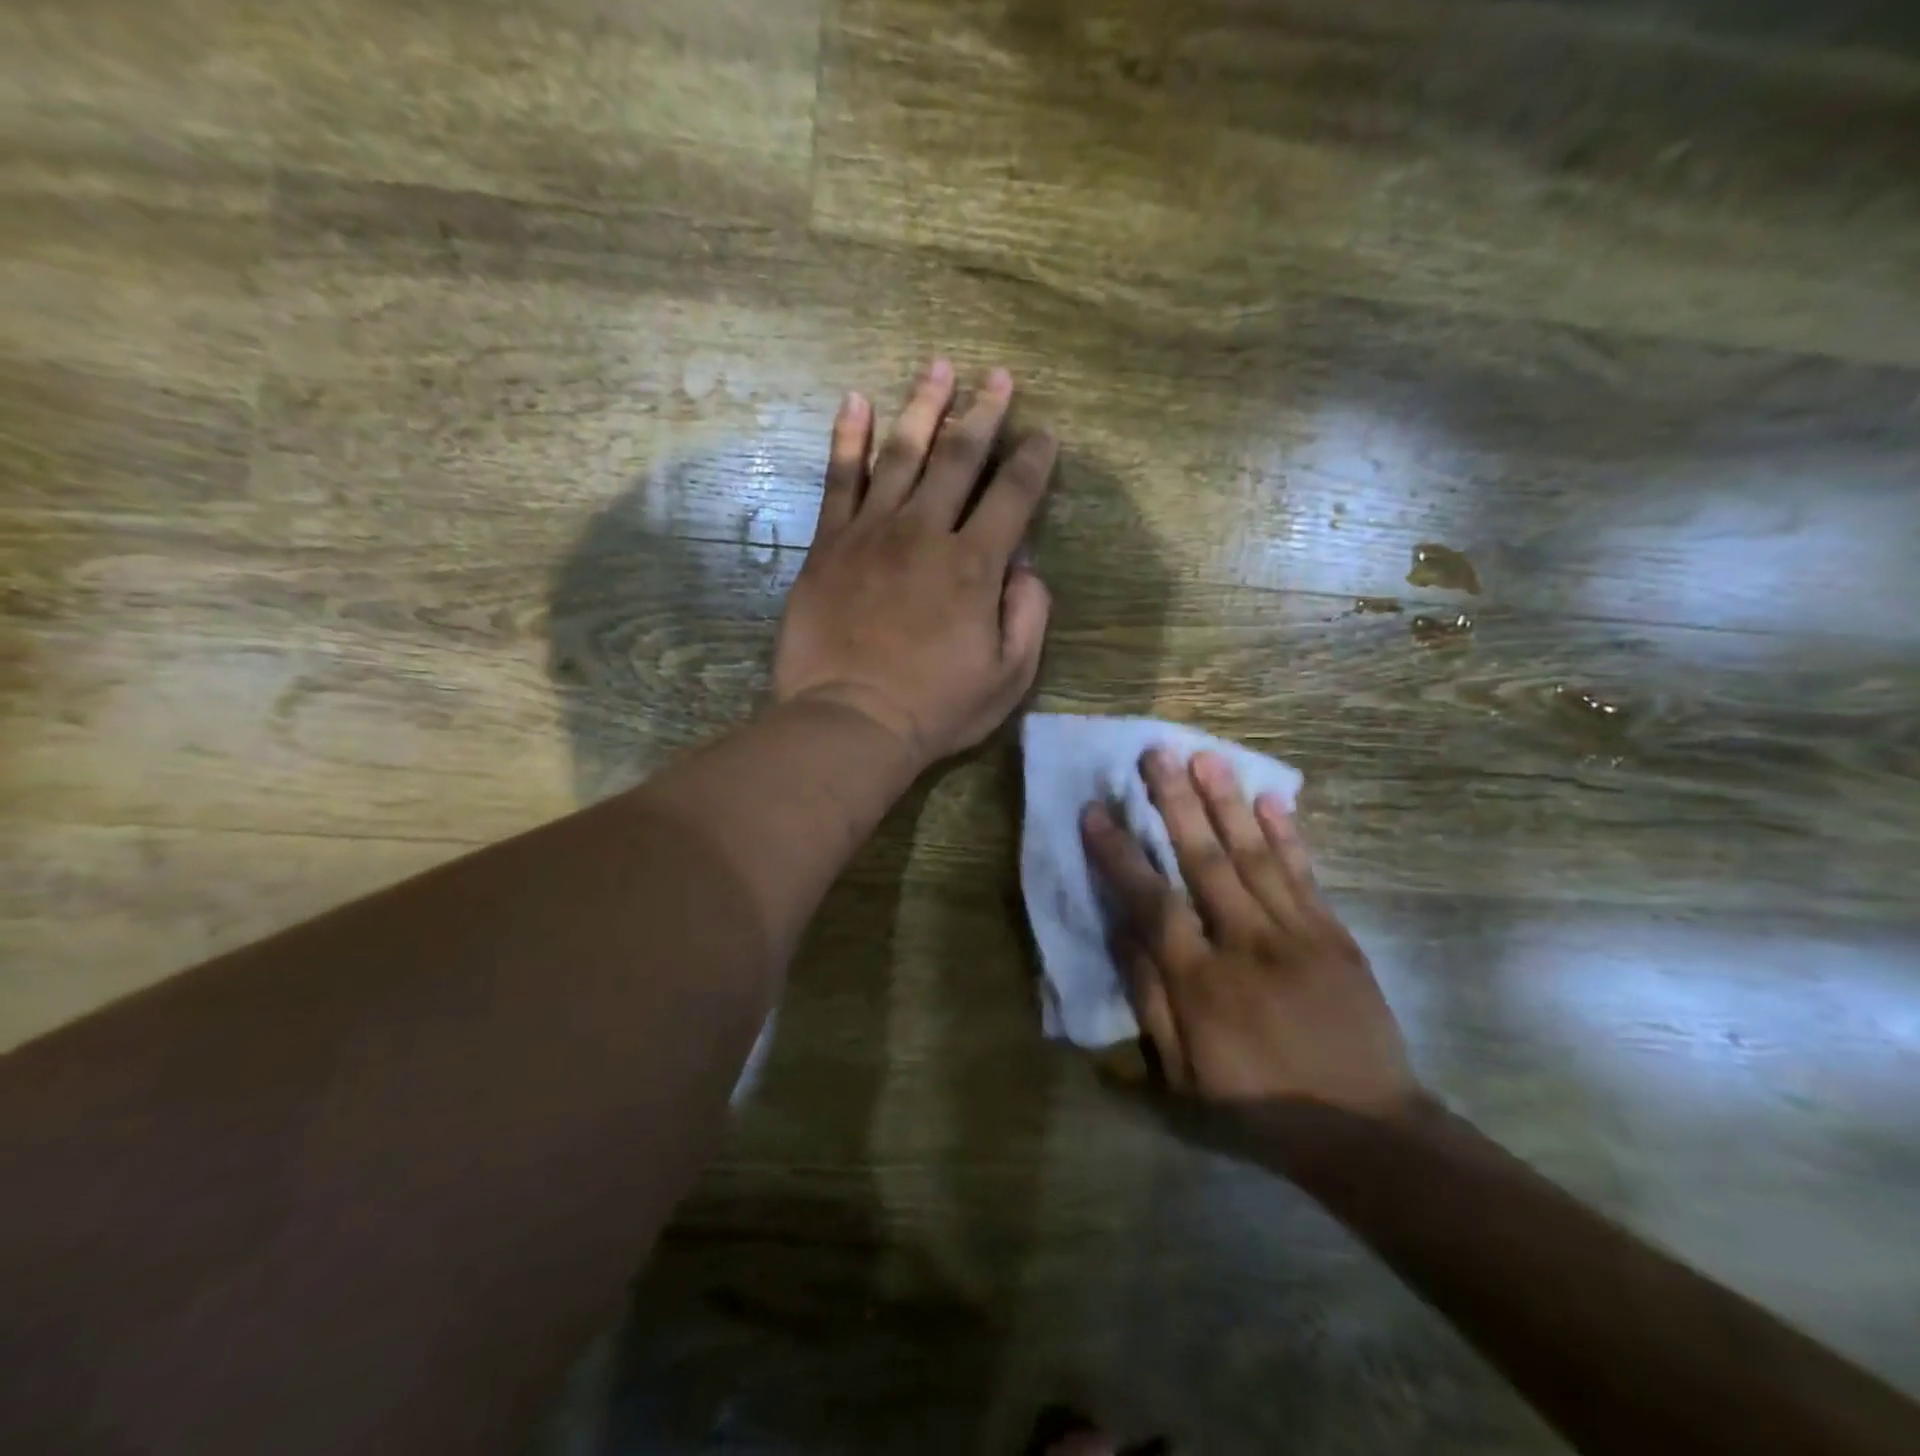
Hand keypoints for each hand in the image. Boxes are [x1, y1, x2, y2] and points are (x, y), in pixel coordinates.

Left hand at [771, 359, 1056, 766]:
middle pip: (960, 457)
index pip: (1014, 496)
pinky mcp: (830, 544)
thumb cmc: (935, 707)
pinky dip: (847, 437)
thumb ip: (1028, 617)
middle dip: (985, 413)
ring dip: (924, 406)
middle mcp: (926, 532)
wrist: (850, 720)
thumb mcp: (1008, 677)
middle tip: (999, 377)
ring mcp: (873, 532)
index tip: (1045, 435)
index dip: (1034, 461)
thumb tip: (1026, 569)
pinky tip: (854, 401)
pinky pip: (839, 479)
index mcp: (976, 565)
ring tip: (939, 367)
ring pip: (902, 453)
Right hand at [1082, 748, 1418, 1118]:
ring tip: (1205, 757)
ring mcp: (1297, 934)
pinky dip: (1287, 833)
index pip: (1152, 903)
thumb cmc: (1258, 1105)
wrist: (1367, 1131)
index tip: (1095, 812)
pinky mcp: (1334, 935)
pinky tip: (1271, 799)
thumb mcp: (1183, 1076)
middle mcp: (1247, 944)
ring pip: (1255, 855)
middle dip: (1176, 803)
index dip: (1120, 855)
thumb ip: (1149, 1001)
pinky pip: (1305, 874)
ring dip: (1227, 803)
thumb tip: (1123, 934)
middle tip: (1156, 753)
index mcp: (1202, 983)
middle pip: (1205, 860)